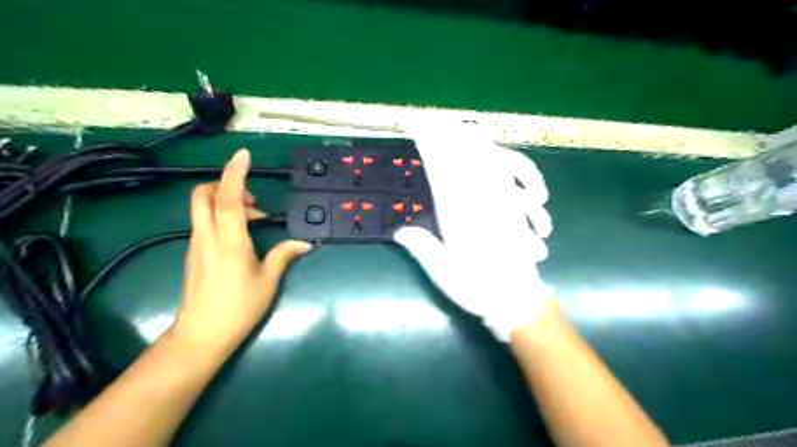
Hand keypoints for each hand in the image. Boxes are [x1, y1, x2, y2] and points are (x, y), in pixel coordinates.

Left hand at [174, 150, 312, 351]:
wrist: (201, 335)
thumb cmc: (239, 307)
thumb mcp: (268, 280)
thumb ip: (283, 255)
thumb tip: (305, 243)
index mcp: (228, 240)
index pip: (226, 197)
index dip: (234, 173)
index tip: (244, 155)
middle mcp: (207, 236)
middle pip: (203, 195)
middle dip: (224, 184)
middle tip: (252, 198)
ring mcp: (196, 244)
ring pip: (202, 208)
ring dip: (226, 202)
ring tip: (255, 220)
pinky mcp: (193, 253)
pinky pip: (205, 223)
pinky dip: (222, 217)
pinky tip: (242, 236)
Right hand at [391, 126, 554, 342]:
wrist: (517, 301)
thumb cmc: (478, 289)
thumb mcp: (444, 272)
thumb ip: (422, 247)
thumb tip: (399, 231)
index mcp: (459, 215)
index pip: (443, 175)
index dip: (432, 151)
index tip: (420, 132)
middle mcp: (482, 203)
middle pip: (467, 161)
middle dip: (450, 139)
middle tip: (432, 123)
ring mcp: (503, 204)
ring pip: (490, 163)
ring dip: (478, 145)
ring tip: (463, 131)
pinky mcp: (517, 210)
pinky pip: (515, 179)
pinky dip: (504, 164)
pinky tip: (488, 154)